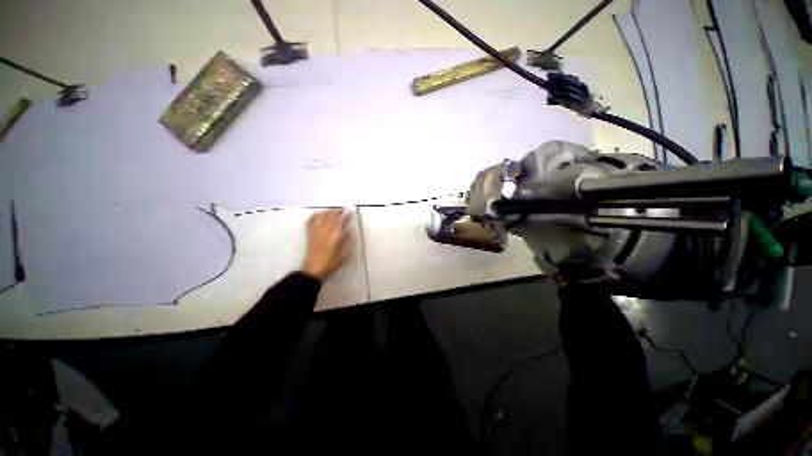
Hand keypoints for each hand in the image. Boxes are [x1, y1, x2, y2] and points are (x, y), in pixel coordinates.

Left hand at [301, 209, 350, 281]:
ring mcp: (316, 231)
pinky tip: (320, 215)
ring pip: (322, 215)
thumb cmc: (331, 263)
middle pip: (331, 215)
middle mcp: (325, 231)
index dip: (346, 215)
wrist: (313, 269)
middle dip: (337, 211)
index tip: (350, 212)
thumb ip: (346, 240)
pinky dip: (316, 215)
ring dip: (328, 211)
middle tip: (343, 210)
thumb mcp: (343, 253)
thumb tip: (347, 230)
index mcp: (335, 236)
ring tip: (333, 211)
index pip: (342, 221)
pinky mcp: (309, 233)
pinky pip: (311, 220)